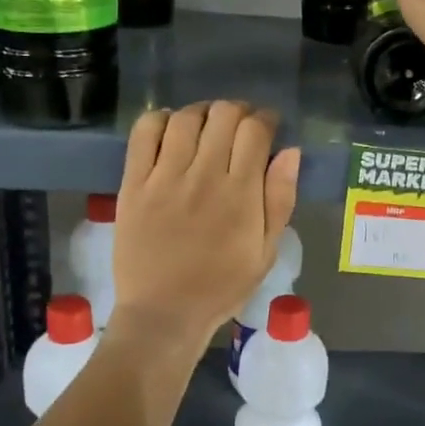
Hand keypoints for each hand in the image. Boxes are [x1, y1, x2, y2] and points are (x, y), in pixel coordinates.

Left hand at [113, 101, 300, 348]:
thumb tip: (290, 152)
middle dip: (238, 112)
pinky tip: (170, 129)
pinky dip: (160, 120)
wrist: (163, 313)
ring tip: (207, 126)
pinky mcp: (134, 183)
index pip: (255, 131)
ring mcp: (164, 177)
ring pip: (185, 118)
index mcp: (240, 193)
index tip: (268, 127)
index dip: (266, 119)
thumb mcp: (266, 251)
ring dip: (202, 112)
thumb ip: (280, 199)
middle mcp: (203, 175)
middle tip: (239, 127)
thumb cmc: (222, 286)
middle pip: (223, 115)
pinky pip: (144, 133)